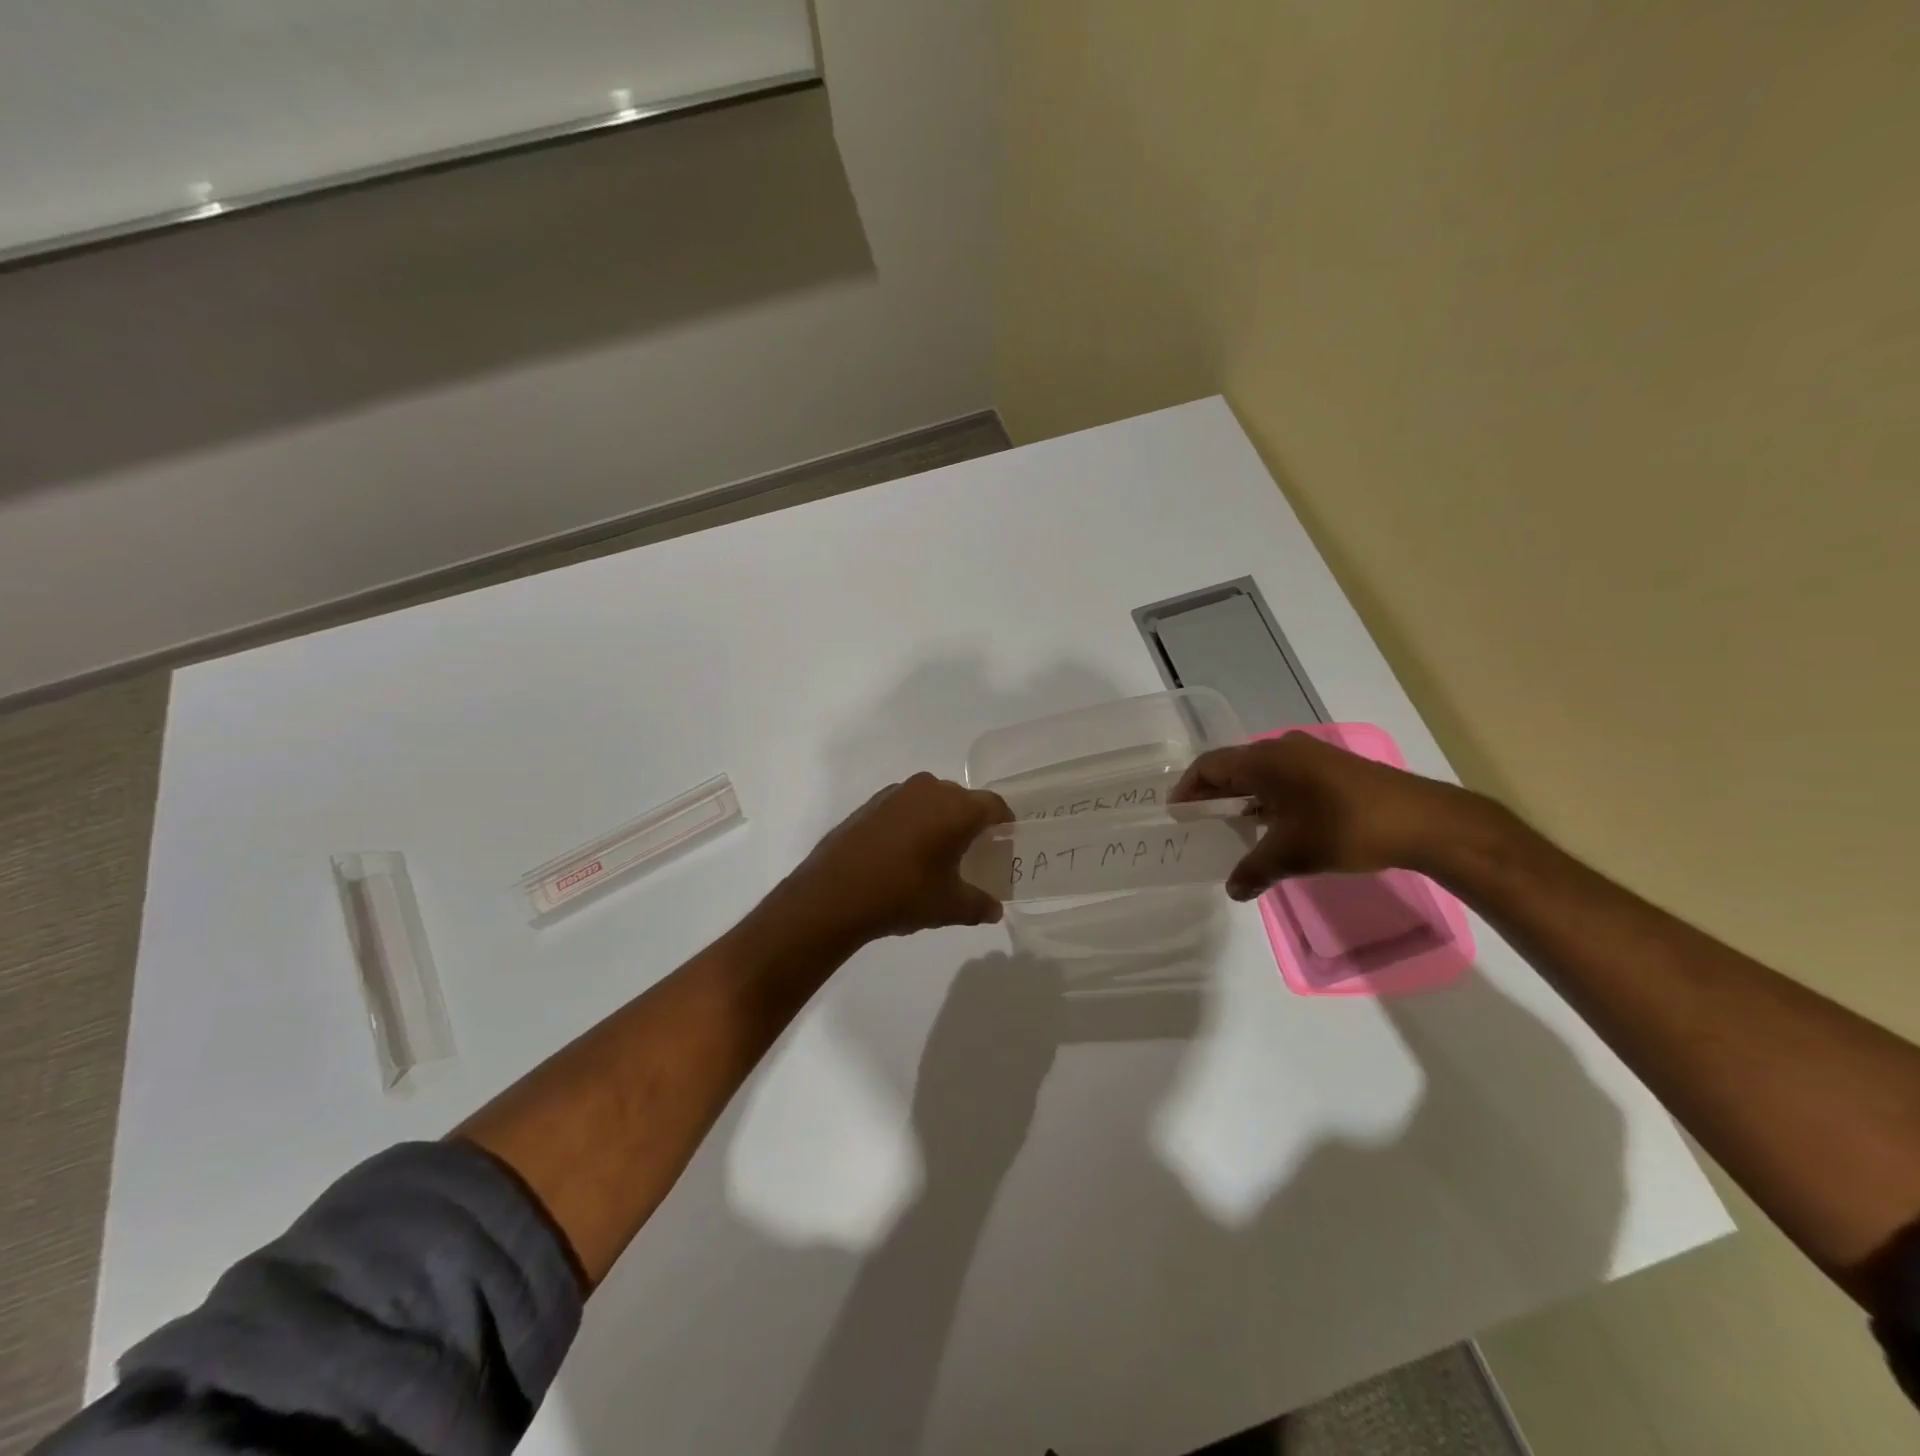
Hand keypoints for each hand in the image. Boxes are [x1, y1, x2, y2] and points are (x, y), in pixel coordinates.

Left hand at [769, 773, 1013, 946]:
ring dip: (939, 820)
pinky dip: (912, 822)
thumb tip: (995, 910)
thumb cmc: (903, 894)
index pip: (994, 805)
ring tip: (936, 853)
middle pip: (963, 800)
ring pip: (931, 800)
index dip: (1004, 823)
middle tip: (972, 853)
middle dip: (971, 823)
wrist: (834, 894)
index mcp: (957, 808)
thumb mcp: (949, 907)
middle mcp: (930, 789)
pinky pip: (904, 806)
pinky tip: (903, 853)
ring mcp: (896, 793)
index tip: (1004, 842)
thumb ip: (979, 905)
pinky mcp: (871, 803)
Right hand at [1170, 732, 1487, 899]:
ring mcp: (1311, 756)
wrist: (1423, 821)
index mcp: (1264, 760)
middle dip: (1214, 794)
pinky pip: (1285, 778)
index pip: (1210, 766)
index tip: (1177, 813)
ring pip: (1262, 773)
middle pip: (1234, 767)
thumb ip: (1255, 870)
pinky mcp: (1333, 769)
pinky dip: (1269, 798)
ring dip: (1244, 797)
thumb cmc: (1345, 828)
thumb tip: (1233, 890)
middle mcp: (1283, 749)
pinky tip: (1275, 825)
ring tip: (1233, 827)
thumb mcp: (1293, 854)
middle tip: (1199, 821)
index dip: (1188, 788)